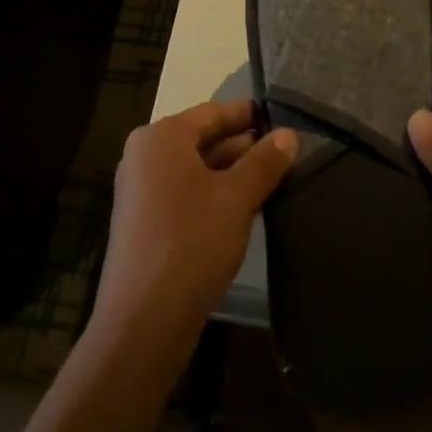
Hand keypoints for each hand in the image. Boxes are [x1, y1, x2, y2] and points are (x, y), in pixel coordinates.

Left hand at [88, 101, 295, 383]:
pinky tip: (247, 208)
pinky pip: (187, 195)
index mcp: (161, 138)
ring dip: (233, 173)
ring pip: (197, 170)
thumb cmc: (192, 241)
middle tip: (287, 152)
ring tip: (276, 178)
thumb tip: (288, 134)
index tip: (282, 117)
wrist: (144, 319)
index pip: (213, 112)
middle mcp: (145, 157)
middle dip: (244, 146)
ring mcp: (142, 192)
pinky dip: (216, 195)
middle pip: (203, 140)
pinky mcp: (146, 224)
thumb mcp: (237, 197)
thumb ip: (264, 161)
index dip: (248, 114)